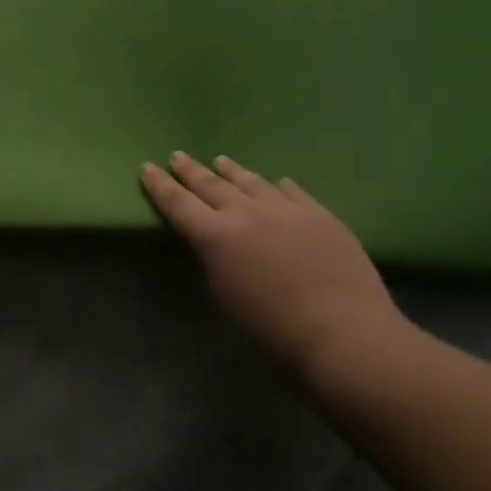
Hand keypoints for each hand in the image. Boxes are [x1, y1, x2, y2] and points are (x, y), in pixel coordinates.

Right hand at [140, 152, 410, 379]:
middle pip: (210, 184)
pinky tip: (276, 183)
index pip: (178, 203)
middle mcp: (245, 213)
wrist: (342, 333)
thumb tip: (216, 243)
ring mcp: (285, 208)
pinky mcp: (318, 213)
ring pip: (250, 181)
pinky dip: (277, 186)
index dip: (159, 185)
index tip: (147, 167)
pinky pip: (291, 191)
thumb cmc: (272, 330)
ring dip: (231, 171)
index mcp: (215, 236)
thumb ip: (214, 260)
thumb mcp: (225, 296)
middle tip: (178, 157)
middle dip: (190, 171)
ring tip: (220, 160)